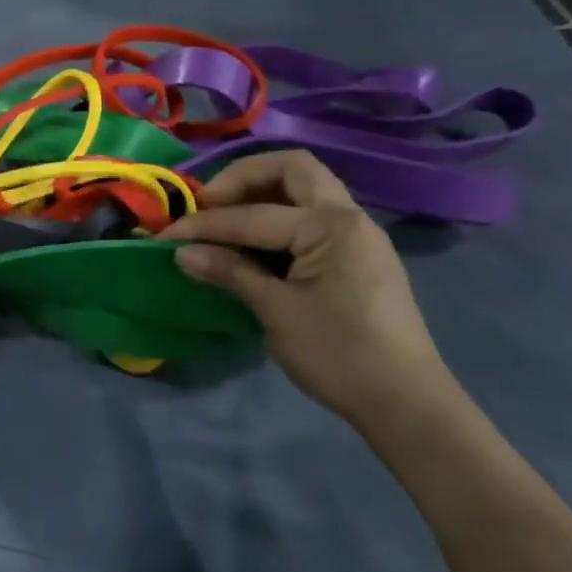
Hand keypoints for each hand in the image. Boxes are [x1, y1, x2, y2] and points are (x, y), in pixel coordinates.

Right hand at [163, 151, 458, 428]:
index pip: (254, 214)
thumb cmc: (340, 355)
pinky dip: (278, 216)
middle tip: (207, 205)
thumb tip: (180, 252)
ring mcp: (357, 235)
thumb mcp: (277, 312)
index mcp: (332, 226)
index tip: (166, 235)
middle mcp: (349, 217)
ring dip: (261, 193)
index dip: (205, 224)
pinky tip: (253, 244)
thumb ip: (230, 273)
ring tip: (223, 220)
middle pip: (292, 169)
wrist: (406, 403)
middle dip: (242, 178)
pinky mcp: (356, 255)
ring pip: (305, 188)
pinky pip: (311, 216)